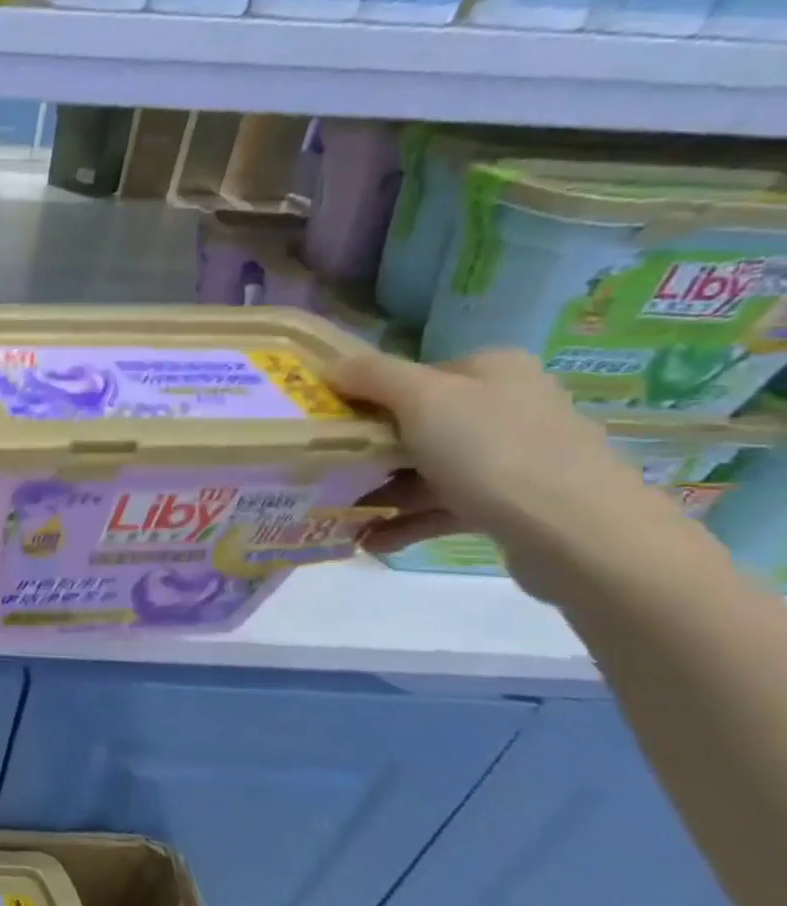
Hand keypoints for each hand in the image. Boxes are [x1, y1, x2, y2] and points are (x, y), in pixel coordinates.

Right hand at [331, 348, 681, 603]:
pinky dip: (407, 521)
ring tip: (340, 514)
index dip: (366, 397)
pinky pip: (445, 507)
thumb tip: (331, 366)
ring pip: (428, 469)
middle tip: (326, 470)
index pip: (413, 375)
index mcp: (492, 369)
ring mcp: (514, 457)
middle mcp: (508, 406)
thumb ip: (372, 375)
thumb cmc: (492, 451)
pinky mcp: (513, 504)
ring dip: (382, 492)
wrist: (579, 535)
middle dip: (369, 450)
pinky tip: (372, 539)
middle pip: (417, 423)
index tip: (327, 425)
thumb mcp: (422, 398)